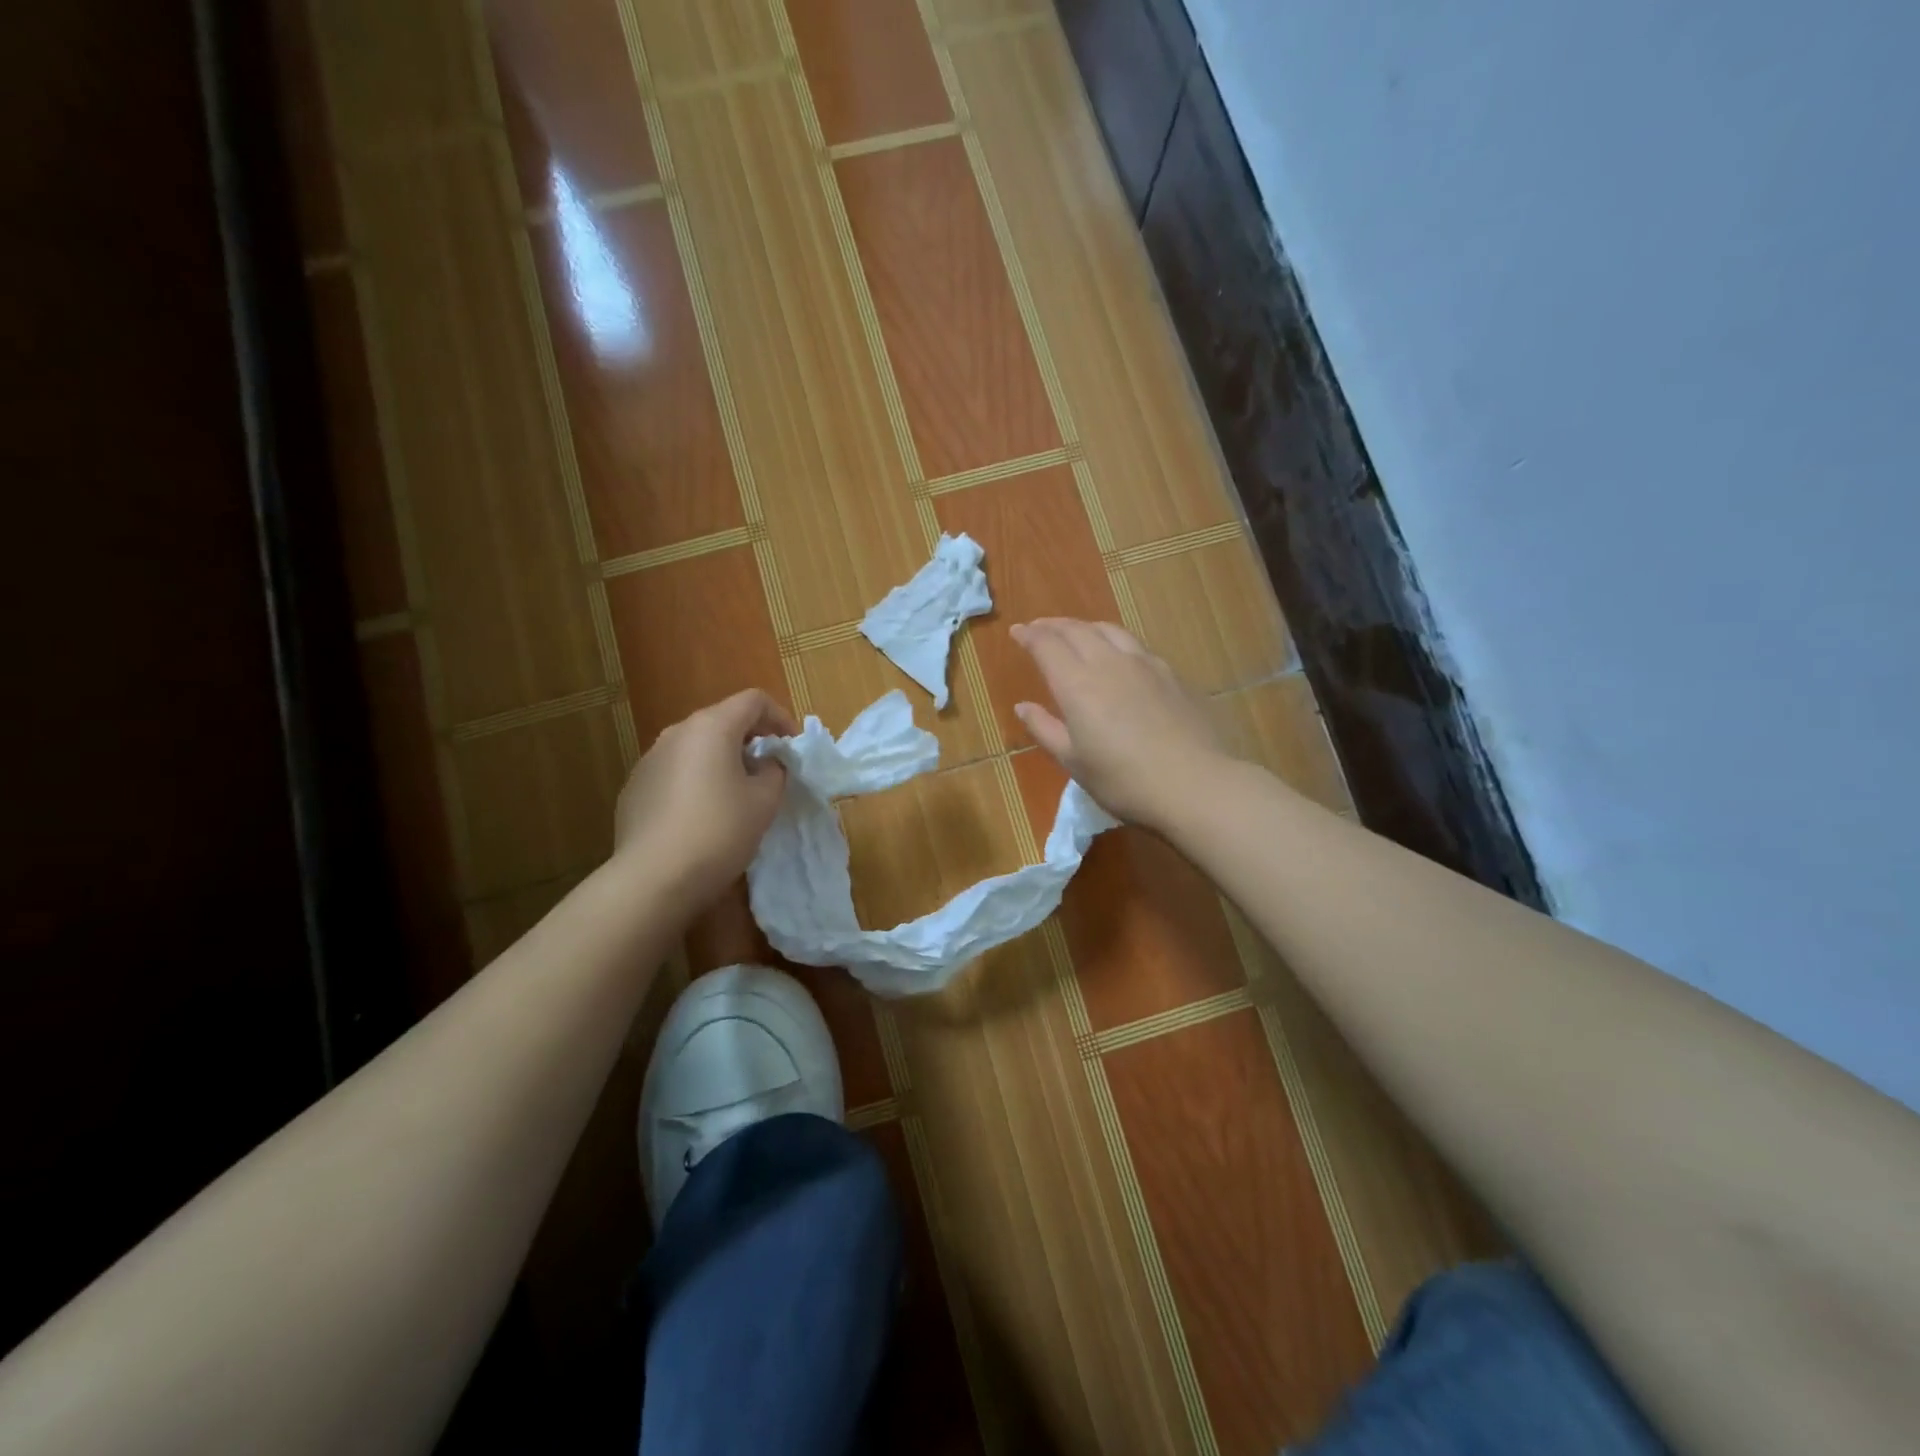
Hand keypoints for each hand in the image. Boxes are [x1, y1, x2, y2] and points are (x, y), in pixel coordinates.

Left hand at [613, 688, 797, 902]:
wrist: (653, 878)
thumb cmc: (719, 831)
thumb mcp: (765, 801)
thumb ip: (774, 771)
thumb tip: (765, 763)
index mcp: (712, 727)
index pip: (753, 700)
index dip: (781, 717)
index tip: (793, 747)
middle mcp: (677, 733)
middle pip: (722, 720)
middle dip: (751, 739)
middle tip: (770, 770)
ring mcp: (650, 760)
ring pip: (696, 747)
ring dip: (722, 760)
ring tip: (737, 794)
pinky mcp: (635, 788)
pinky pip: (675, 772)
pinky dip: (696, 780)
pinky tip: (703, 816)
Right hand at [1012, 618, 1226, 830]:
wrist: (1194, 784)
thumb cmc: (1123, 780)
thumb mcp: (1074, 762)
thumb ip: (1045, 728)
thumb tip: (1023, 706)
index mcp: (1077, 684)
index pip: (1047, 645)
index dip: (1029, 635)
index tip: (1017, 631)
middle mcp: (1108, 663)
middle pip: (1077, 630)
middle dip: (1054, 625)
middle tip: (1040, 627)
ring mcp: (1145, 664)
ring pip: (1109, 630)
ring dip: (1086, 627)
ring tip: (1077, 633)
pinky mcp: (1171, 674)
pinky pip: (1135, 645)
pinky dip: (1114, 640)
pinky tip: (1119, 655)